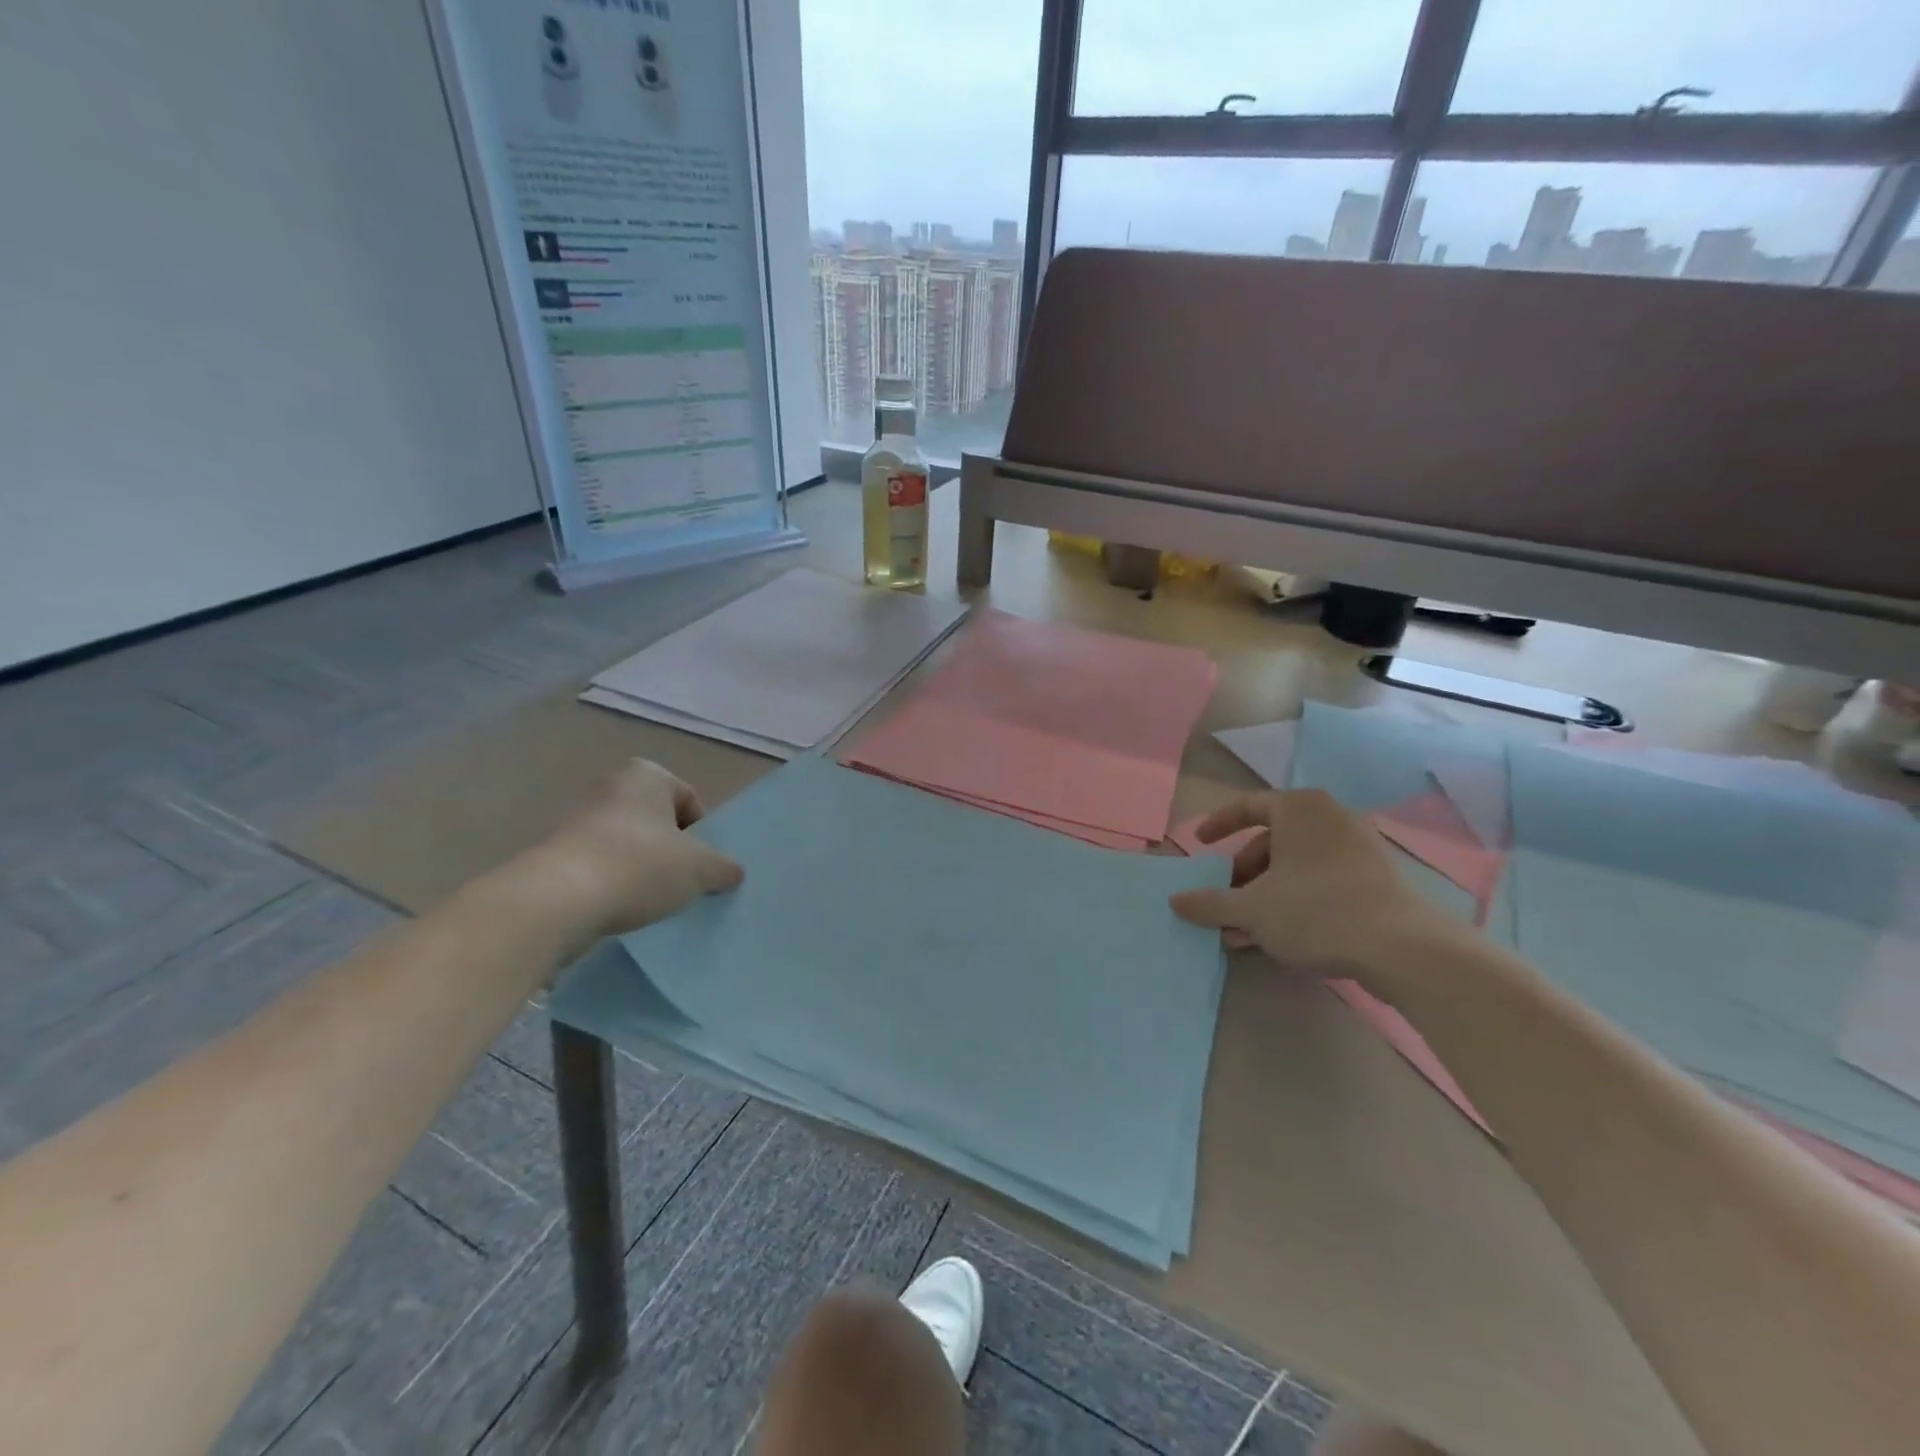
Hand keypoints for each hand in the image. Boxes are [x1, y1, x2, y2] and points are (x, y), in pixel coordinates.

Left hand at [535, 759, 743, 939]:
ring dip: (640, 869)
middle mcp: (610, 786)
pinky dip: (611, 883)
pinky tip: (619, 908)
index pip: (689, 801)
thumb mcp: (700, 870)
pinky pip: (598, 865)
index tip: (702, 866)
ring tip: (651, 901)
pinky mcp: (553, 852)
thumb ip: (723, 868)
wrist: (557, 900)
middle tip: (682, 883)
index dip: (703, 835)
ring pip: (627, 844)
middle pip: (657, 822)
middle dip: (671, 851)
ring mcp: (576, 818)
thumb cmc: (640, 866)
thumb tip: (732, 872)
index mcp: (647, 775)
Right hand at [1169, 789, 1444, 976]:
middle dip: (1243, 874)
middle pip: (1271, 841)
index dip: (1219, 825)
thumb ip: (1210, 903)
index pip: (1248, 806)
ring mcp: (1359, 848)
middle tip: (1226, 901)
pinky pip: (1322, 881)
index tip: (1200, 845)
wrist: (1403, 949)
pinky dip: (1295, 901)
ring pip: (1296, 866)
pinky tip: (1281, 937)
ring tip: (1246, 930)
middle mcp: (1330, 818)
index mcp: (1299, 809)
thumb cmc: (1316, 911)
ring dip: (1266, 894)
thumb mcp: (1252, 909)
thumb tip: (1175, 901)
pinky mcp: (1377, 879)